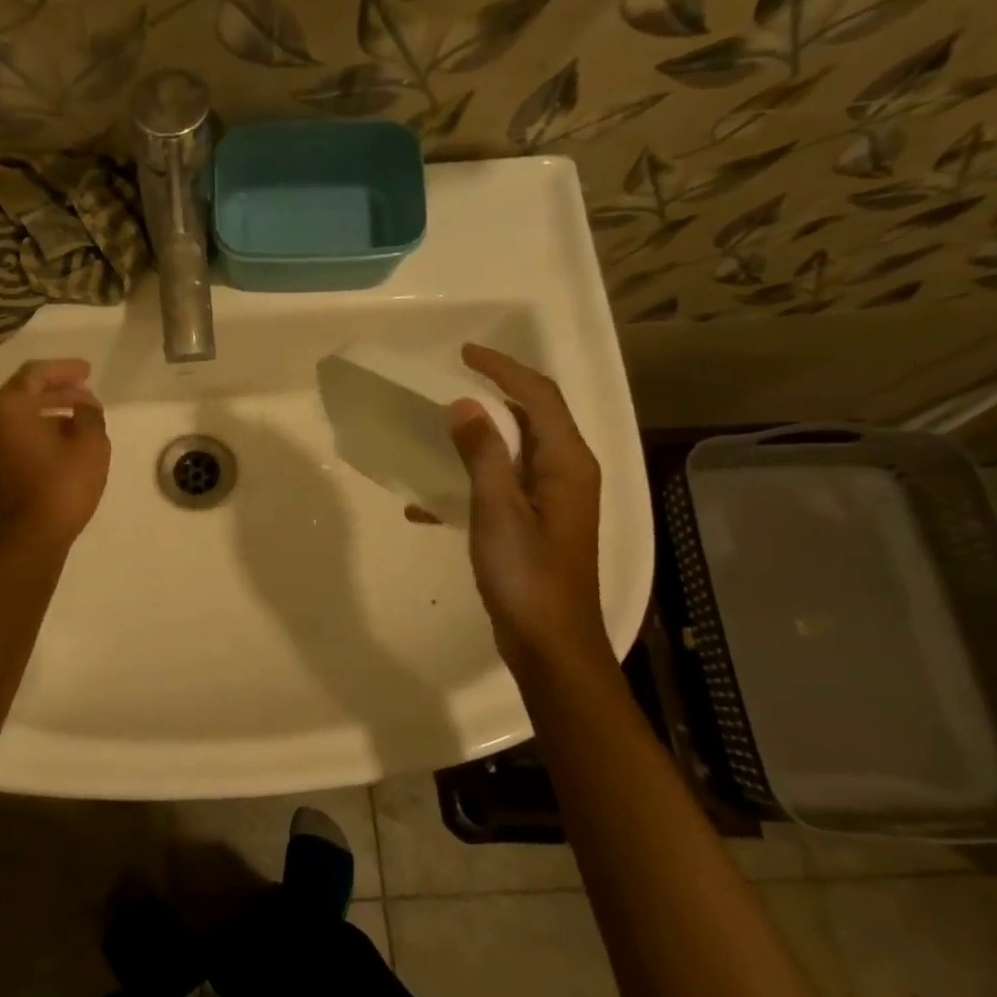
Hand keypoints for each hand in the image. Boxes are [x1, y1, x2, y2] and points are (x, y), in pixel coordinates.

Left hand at [0, 359, 110, 551]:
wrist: (31, 539)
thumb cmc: (61, 485)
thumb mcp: (90, 444)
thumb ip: (90, 415)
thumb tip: (84, 407)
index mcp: (9, 407)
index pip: (36, 374)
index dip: (64, 370)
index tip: (88, 371)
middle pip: (26, 393)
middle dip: (59, 390)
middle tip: (87, 392)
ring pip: (23, 416)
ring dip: (52, 411)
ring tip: (83, 416)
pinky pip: (21, 437)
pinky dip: (43, 430)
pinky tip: (67, 440)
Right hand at [447, 345, 605, 668]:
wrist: (550, 644)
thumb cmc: (527, 575)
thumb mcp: (498, 510)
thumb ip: (483, 454)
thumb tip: (464, 405)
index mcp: (567, 463)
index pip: (539, 396)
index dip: (503, 368)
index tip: (464, 353)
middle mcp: (568, 473)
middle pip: (535, 416)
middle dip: (497, 392)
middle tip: (452, 381)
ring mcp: (554, 500)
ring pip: (516, 449)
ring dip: (481, 435)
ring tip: (439, 430)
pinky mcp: (537, 523)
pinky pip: (503, 483)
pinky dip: (472, 480)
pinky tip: (428, 504)